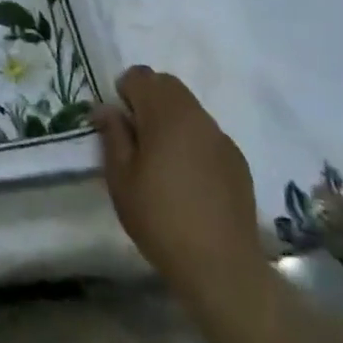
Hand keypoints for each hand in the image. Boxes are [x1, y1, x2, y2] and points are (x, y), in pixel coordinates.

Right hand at [94, 66, 269, 322]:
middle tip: (137, 139)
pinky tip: (190, 180)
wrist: (221, 267)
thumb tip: (105, 108)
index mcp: (164, 113)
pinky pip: (207, 133)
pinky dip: (193, 141)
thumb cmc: (160, 219)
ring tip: (163, 160)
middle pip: (166, 84)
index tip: (120, 125)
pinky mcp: (237, 159)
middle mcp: (195, 115)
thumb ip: (112, 135)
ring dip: (171, 119)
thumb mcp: (121, 179)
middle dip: (148, 99)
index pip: (139, 75)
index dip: (124, 93)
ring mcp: (220, 136)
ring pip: (189, 107)